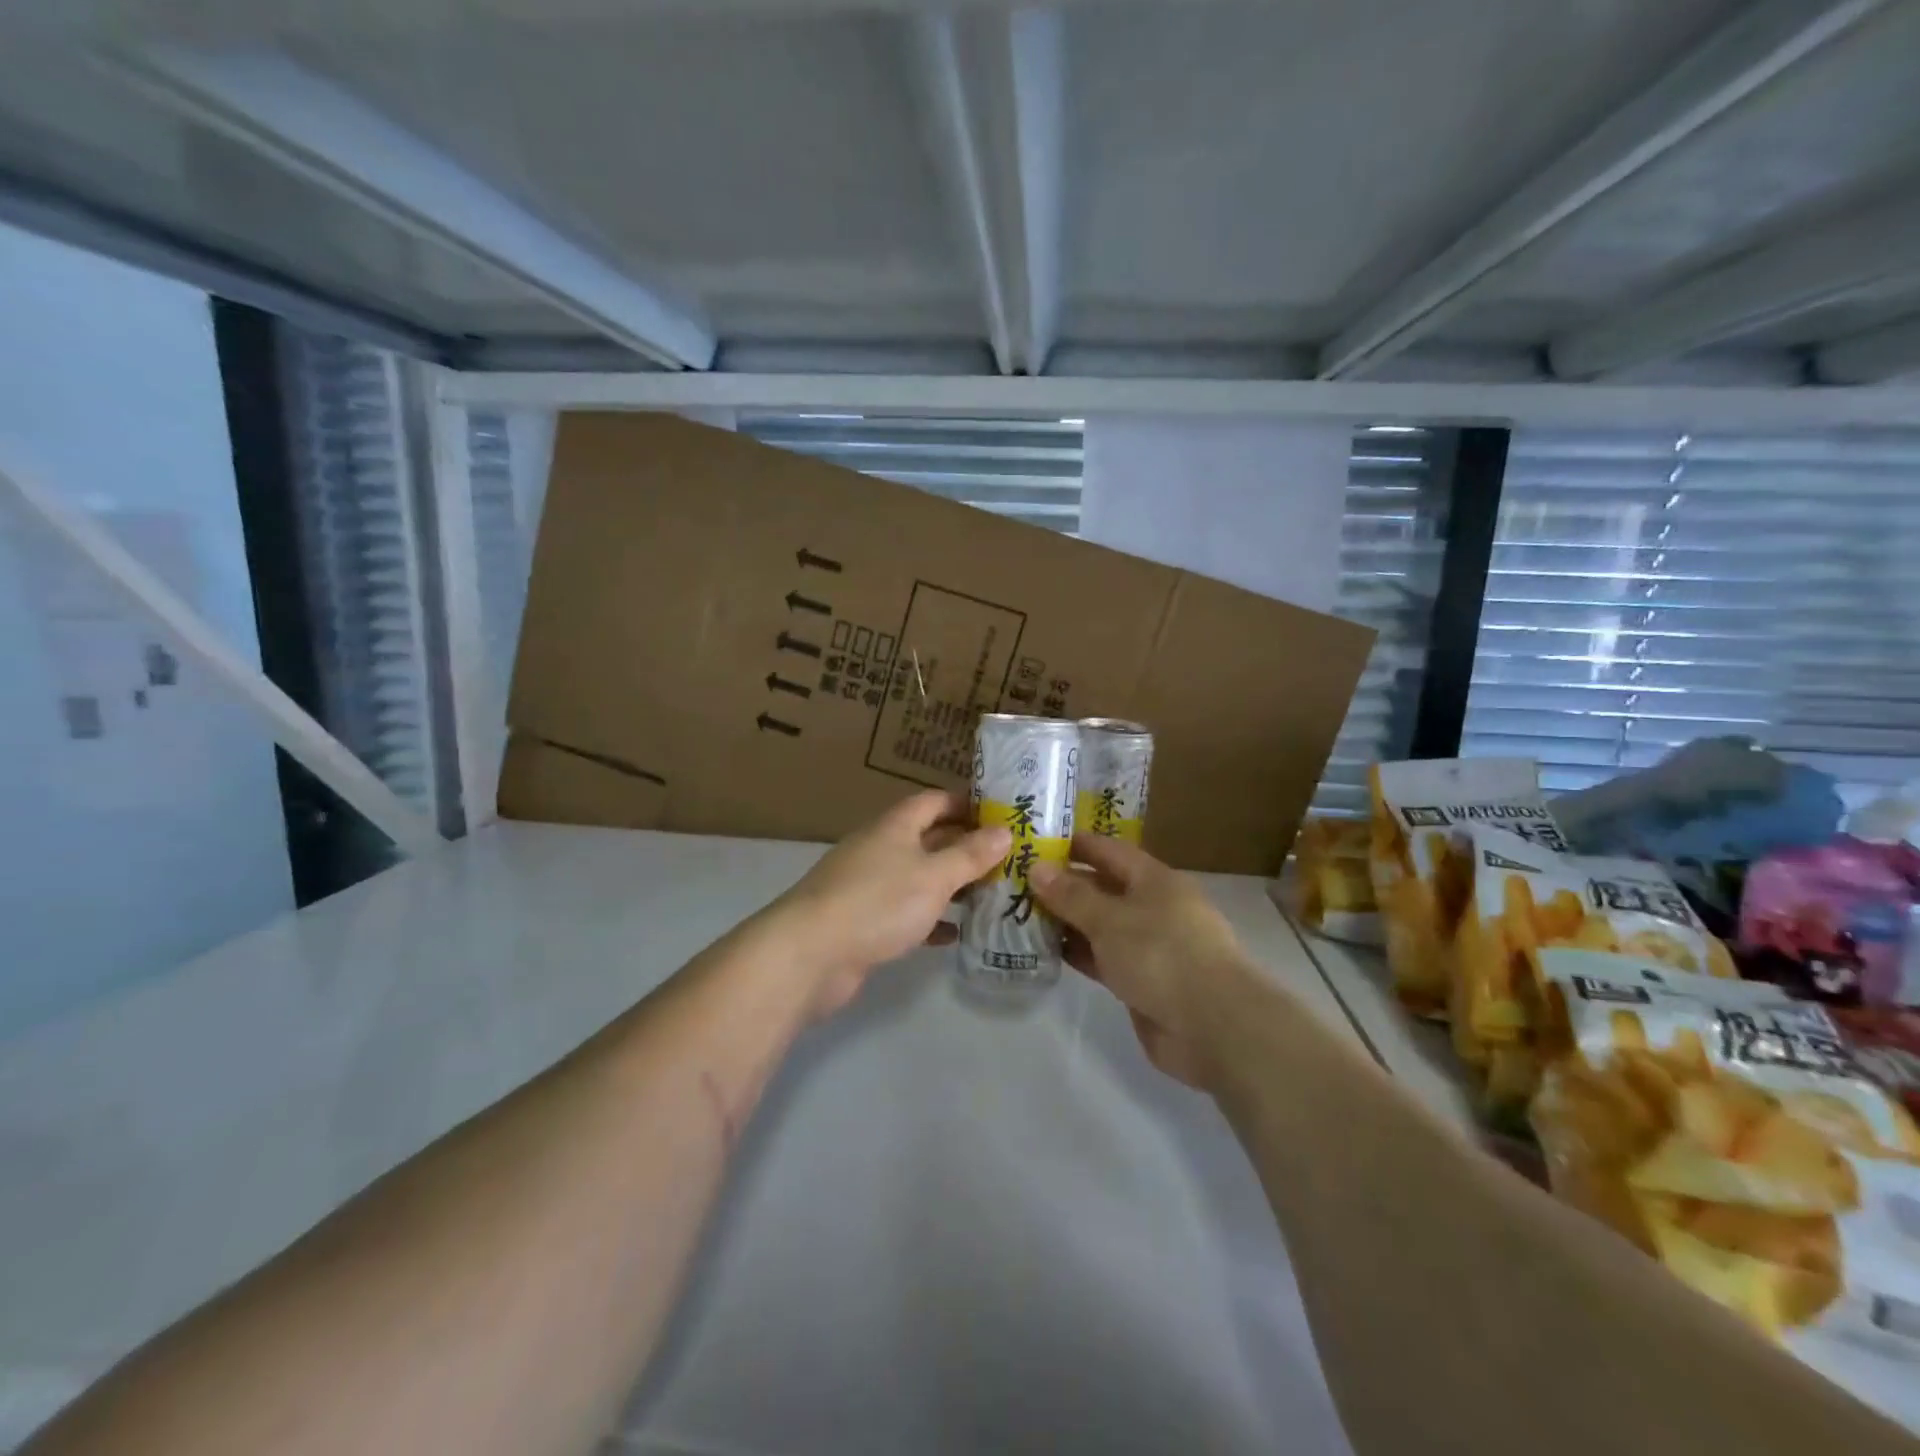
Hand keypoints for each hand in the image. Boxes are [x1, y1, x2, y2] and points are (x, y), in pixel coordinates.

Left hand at [773, 790, 1010, 1018]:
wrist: (810, 955)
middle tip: (1007, 859)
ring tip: (990, 895)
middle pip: (928, 839)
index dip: (966, 803)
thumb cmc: (878, 903)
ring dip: (951, 885)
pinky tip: (955, 934)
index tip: (1001, 814)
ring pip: (918, 877)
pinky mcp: (863, 921)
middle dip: (965, 847)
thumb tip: (1004, 831)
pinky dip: (930, 919)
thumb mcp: (934, 876)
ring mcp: (868, 886)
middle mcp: (880, 849)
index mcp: (895, 826)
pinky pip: (905, 913)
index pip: (934, 801)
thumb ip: (970, 855)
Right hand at [1030, 835, 1254, 1086]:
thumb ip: (1071, 896)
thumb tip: (1037, 868)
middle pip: (1103, 888)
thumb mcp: (1110, 919)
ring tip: (1022, 916)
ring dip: (1067, 922)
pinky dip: (1079, 953)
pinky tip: (1046, 952)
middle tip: (1017, 883)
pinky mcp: (1142, 982)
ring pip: (1101, 925)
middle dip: (1064, 885)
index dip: (1075, 845)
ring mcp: (1149, 946)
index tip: (1036, 843)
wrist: (1213, 1027)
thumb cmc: (1162, 955)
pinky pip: (1103, 958)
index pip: (1109, 851)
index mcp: (1154, 880)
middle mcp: (1153, 907)